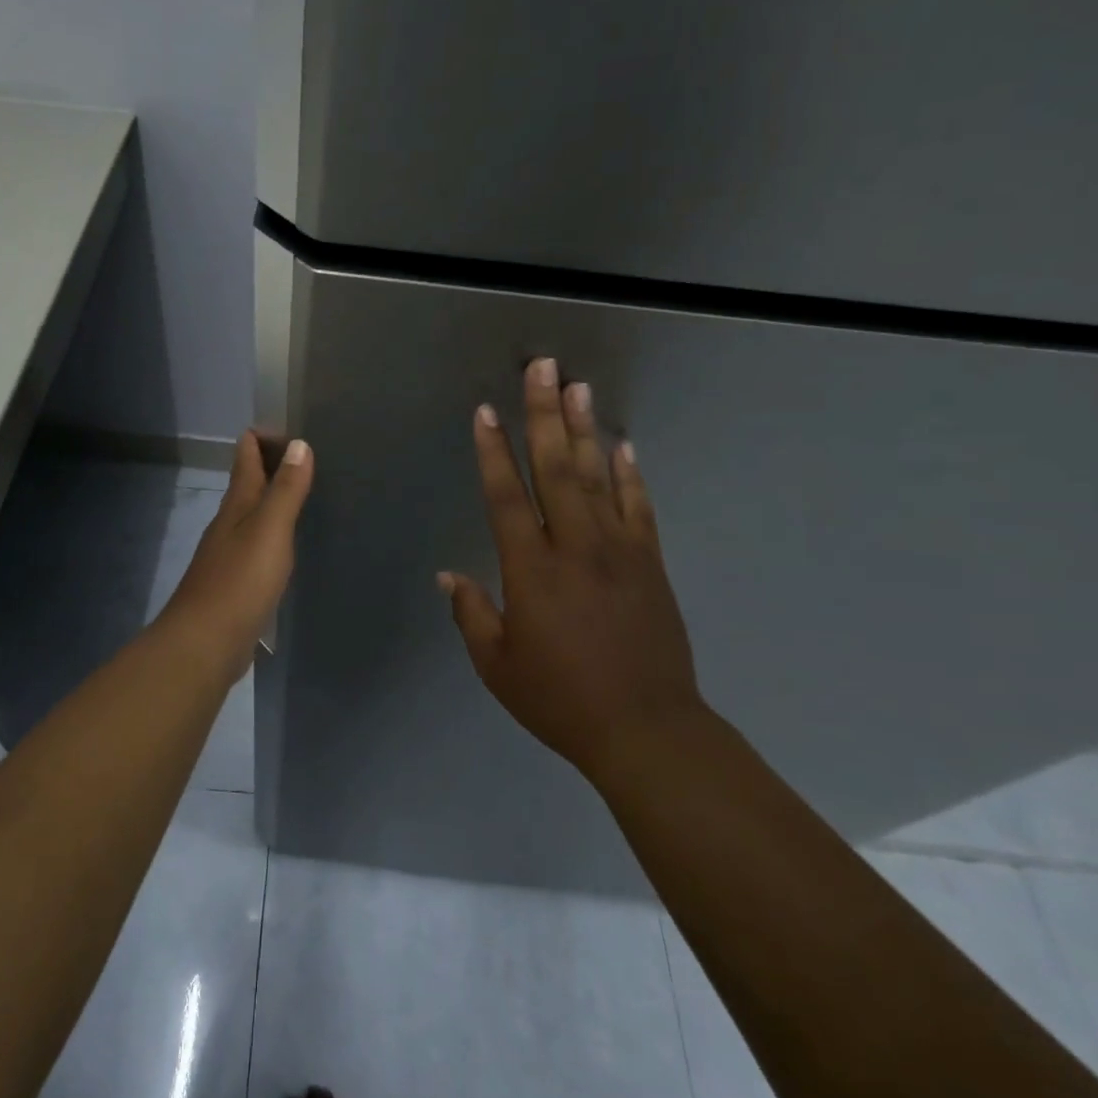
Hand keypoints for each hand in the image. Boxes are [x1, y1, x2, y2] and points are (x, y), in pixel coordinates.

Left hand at [160, 431, 313, 685]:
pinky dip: (273, 537)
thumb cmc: (239, 582)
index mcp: (236, 506)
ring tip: (303, 497)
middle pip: (248, 486)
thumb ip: (285, 489)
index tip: (290, 427)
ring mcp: (229, 556)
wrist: (204, 643)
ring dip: (272, 503)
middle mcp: (228, 525)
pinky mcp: (235, 585)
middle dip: (271, 468)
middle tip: (306, 458)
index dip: (262, 438)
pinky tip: (287, 548)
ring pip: (252, 518)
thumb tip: (298, 443)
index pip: (245, 458)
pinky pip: (257, 548)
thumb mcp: (269, 530)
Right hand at [439, 359, 701, 782]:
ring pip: (599, 477)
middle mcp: (574, 547)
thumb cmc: (560, 699)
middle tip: (542, 368)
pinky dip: (631, 474)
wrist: (646, 729)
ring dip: (586, 429)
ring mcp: (619, 551)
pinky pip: (639, 508)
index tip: (486, 411)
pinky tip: (624, 445)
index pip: (506, 496)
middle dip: (545, 414)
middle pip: (557, 468)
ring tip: (578, 387)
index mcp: (531, 570)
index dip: (493, 451)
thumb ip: (471, 614)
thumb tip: (447, 576)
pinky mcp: (650, 564)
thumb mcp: (497, 665)